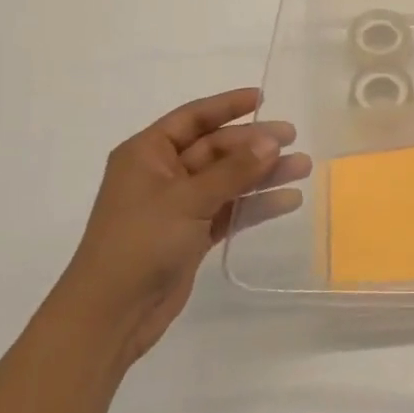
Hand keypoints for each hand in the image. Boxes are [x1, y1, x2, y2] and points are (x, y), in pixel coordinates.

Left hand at [53, 88, 310, 363]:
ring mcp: (178, 206)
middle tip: (293, 138)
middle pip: (216, 149)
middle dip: (254, 144)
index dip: (227, 106)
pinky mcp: (192, 235)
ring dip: (262, 174)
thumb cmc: (140, 243)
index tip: (263, 98)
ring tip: (302, 167)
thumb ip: (233, 170)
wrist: (111, 315)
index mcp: (147, 154)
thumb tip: (272, 141)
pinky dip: (256, 205)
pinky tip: (288, 200)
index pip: (192, 118)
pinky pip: (230, 210)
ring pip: (228, 180)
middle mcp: (163, 174)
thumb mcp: (187, 199)